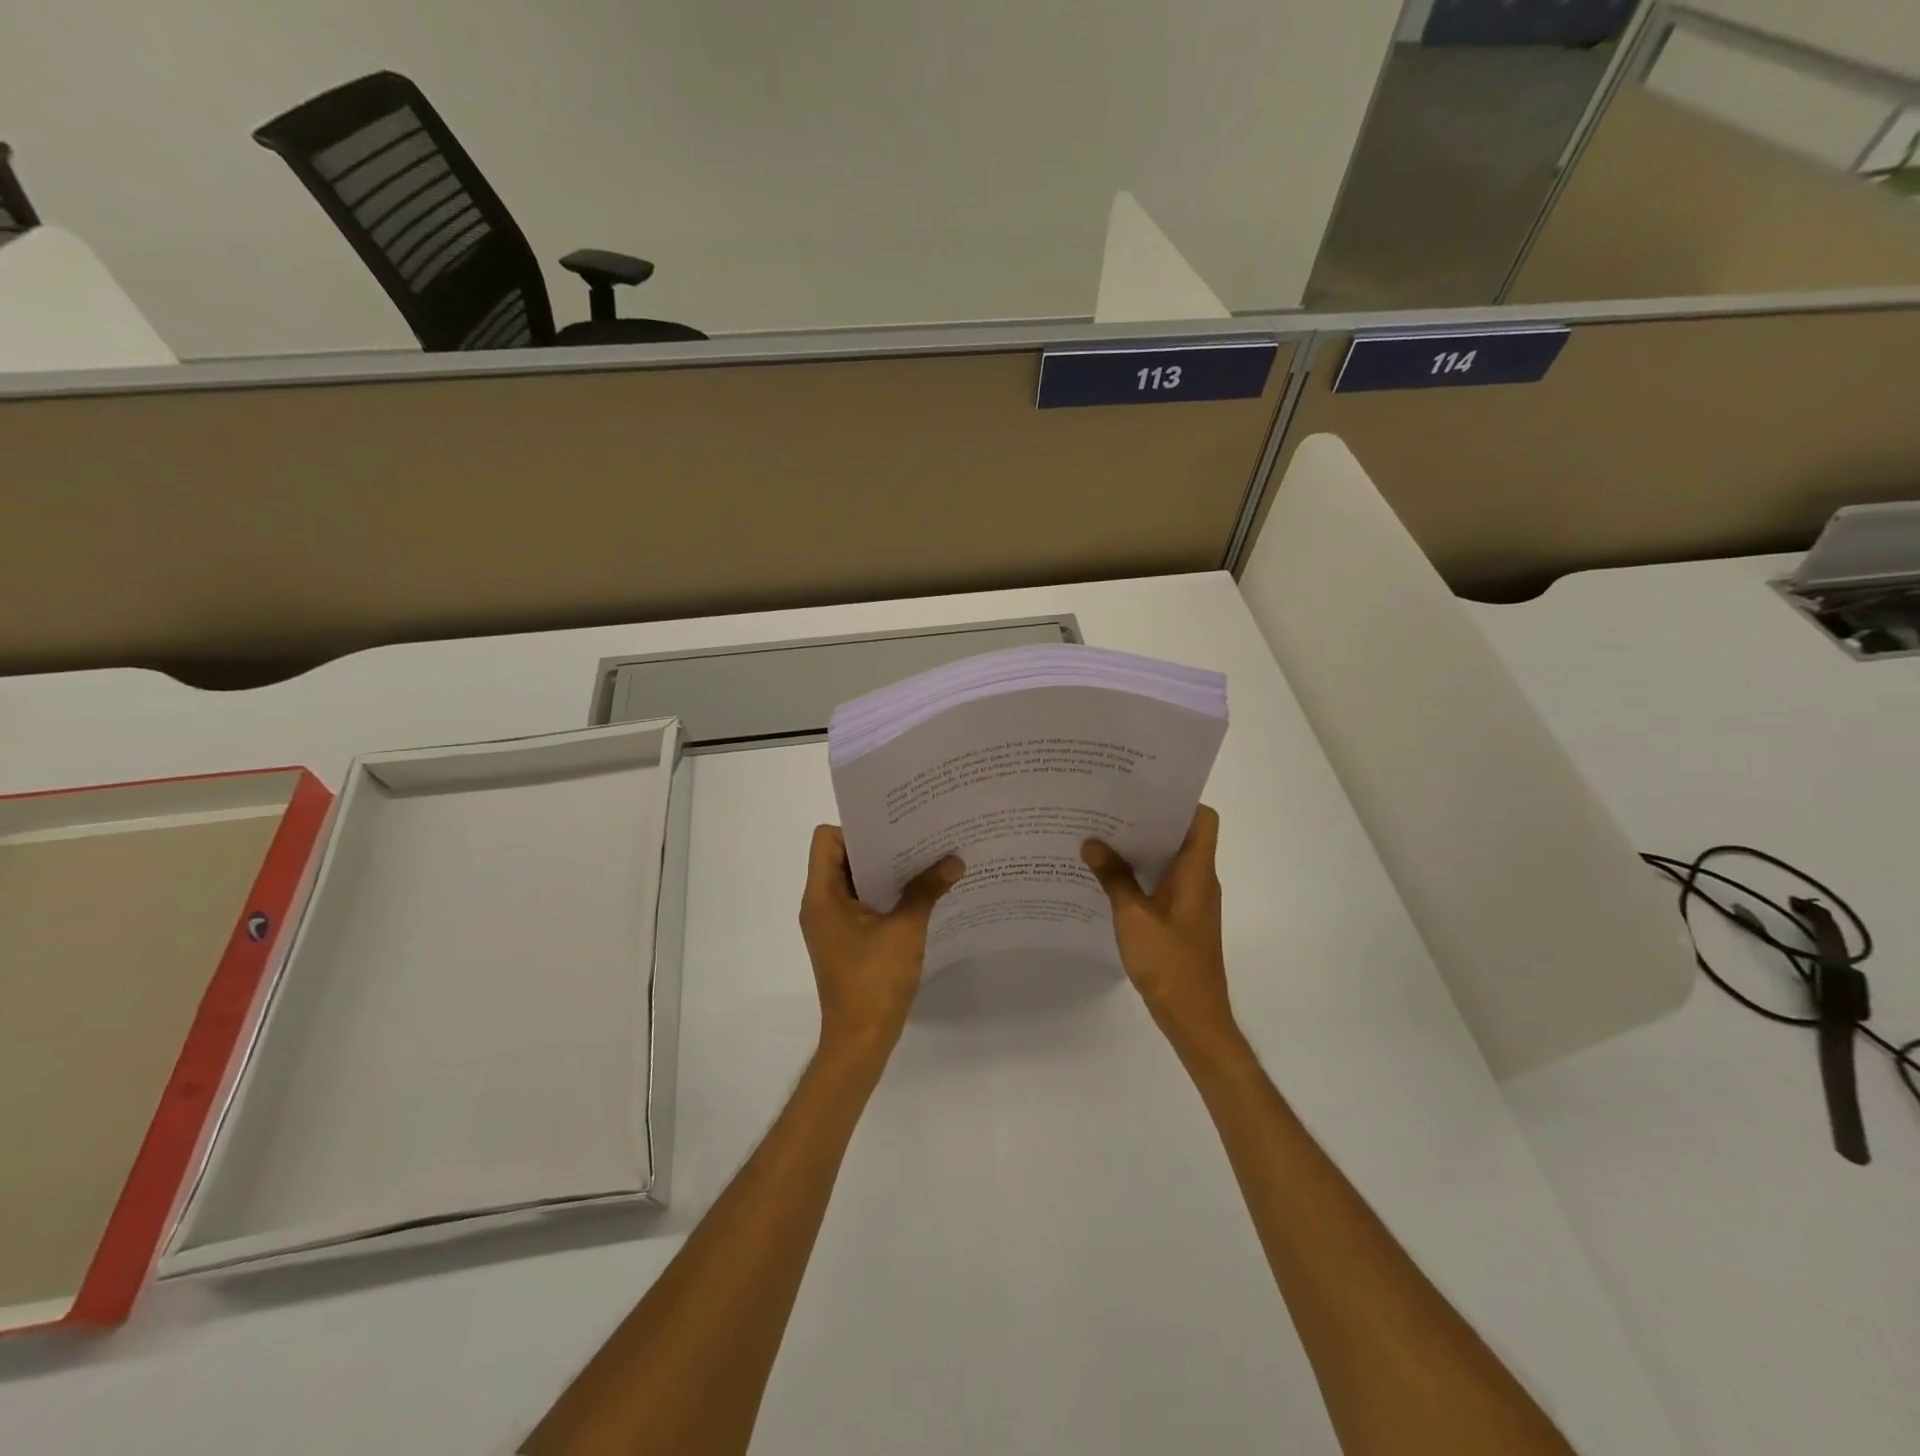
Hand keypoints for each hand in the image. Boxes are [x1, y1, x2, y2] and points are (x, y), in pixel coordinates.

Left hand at [800, 825, 963, 1061]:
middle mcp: (821, 904)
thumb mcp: (905, 930)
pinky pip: (863, 904)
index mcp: (822, 895)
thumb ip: (926, 890)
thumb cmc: (874, 980)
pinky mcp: (846, 940)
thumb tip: (955, 860)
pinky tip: (919, 895)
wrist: (860, 1040)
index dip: (857, 829)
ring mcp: (832, 924)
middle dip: (880, 847)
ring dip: (886, 872)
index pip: (827, 839)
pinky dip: (886, 895)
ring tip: (925, 861)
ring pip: (855, 882)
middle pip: (843, 857)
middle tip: (918, 837)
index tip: (893, 830)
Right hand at [1082, 805, 1236, 1053]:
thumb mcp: (1133, 917)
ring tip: (1103, 836)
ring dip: (1143, 848)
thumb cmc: (1169, 963)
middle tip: (1110, 808)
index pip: (1203, 819)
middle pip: (1183, 835)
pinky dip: (1142, 874)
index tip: (1143, 792)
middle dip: (1149, 820)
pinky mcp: (1183, 919)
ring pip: (1171, 860)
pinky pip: (1164, 883)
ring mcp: (1193, 901)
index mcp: (1197, 872)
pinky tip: (1110, 877)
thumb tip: (1092, 843)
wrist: (1194, 1017)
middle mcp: (1200, 880)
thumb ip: (1114, 878)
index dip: (1179, 801)